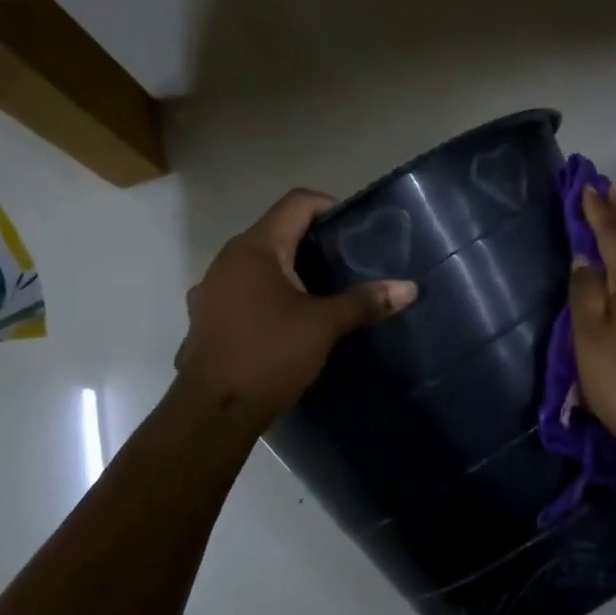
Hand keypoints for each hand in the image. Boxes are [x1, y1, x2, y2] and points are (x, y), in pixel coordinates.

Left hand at [175, 189, 416, 422]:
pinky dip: (266, 295)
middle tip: (346, 265)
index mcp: (256, 248)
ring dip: (288, 271)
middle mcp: (228, 258)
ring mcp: (211, 288)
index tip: (355, 231)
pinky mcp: (206, 316)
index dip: (329, 207)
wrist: (212, 410)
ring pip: (257, 264)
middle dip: (312, 243)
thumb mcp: (324, 327)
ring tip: (320, 294)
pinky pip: (242, 291)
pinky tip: (285, 321)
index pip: (296, 203)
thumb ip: (364, 302)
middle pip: (276, 232)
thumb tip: (409, 288)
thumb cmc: (269, 355)